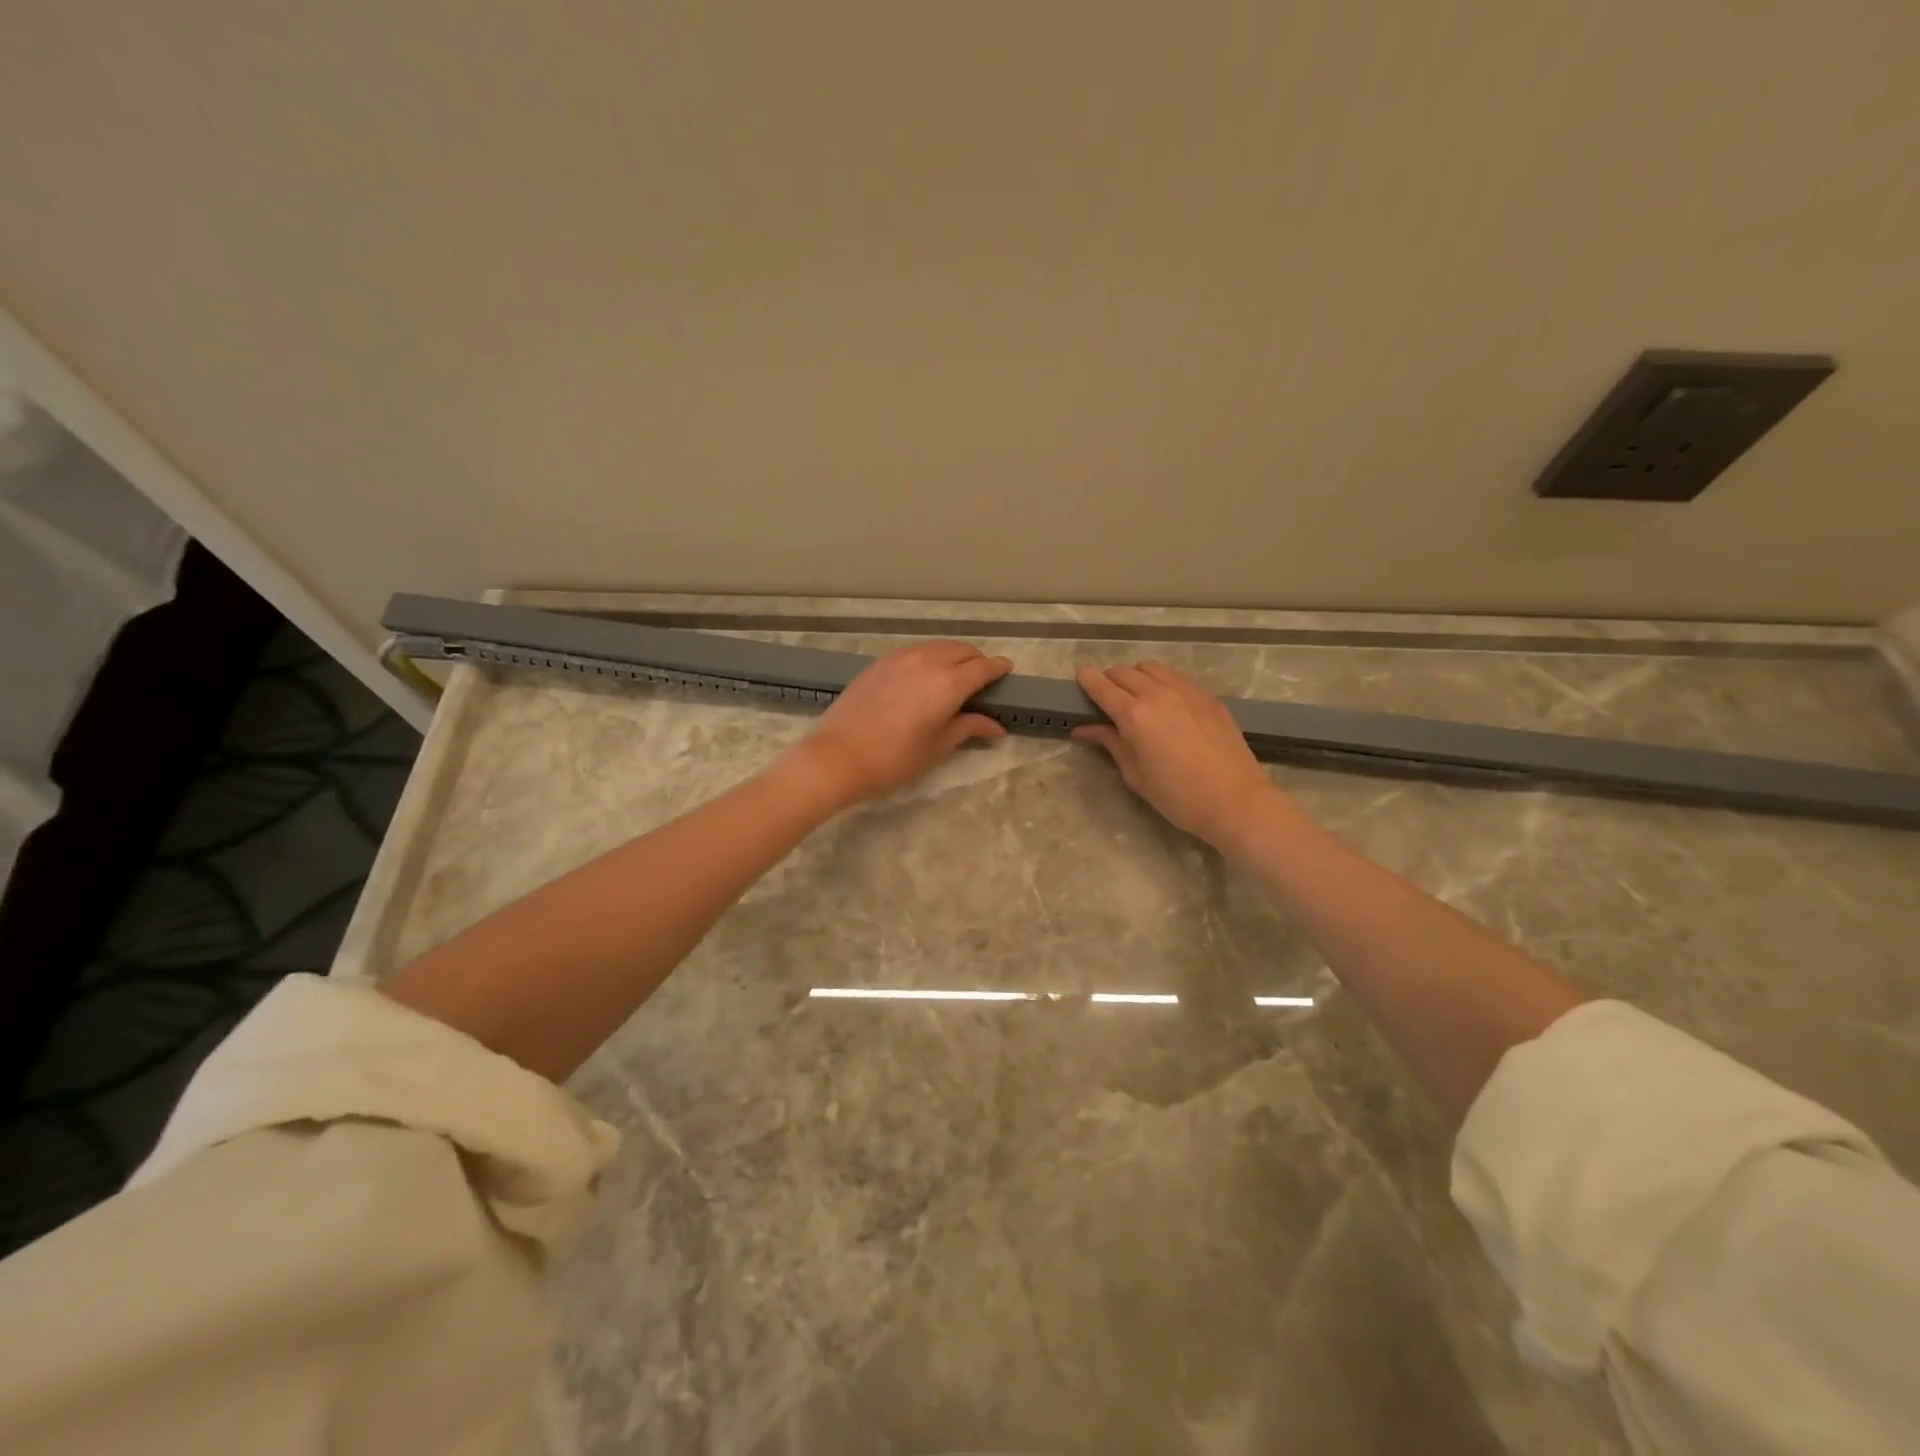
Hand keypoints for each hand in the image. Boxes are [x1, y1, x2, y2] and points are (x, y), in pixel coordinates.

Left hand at [793, 641, 1012, 804]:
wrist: (840, 755)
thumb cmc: (896, 759)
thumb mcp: (939, 747)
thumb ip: (969, 728)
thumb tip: (997, 728)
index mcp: (949, 683)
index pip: (983, 667)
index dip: (999, 668)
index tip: (1007, 671)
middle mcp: (928, 661)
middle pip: (963, 650)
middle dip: (977, 661)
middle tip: (982, 679)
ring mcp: (901, 658)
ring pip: (938, 646)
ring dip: (953, 655)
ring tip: (955, 675)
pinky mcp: (880, 662)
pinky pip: (915, 650)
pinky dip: (929, 656)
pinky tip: (925, 674)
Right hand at [1072, 661, 1279, 849]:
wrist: (1236, 802)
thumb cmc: (1178, 797)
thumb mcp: (1136, 775)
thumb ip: (1110, 744)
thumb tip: (1084, 729)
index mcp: (1135, 716)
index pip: (1102, 686)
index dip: (1087, 680)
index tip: (1080, 679)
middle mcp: (1159, 694)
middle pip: (1124, 672)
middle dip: (1109, 680)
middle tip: (1106, 699)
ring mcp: (1187, 692)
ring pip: (1151, 668)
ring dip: (1136, 676)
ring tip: (1136, 698)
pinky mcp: (1208, 697)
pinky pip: (1176, 678)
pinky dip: (1162, 682)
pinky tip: (1165, 705)